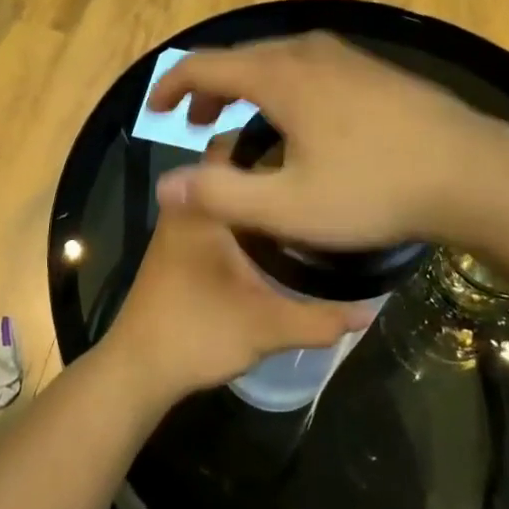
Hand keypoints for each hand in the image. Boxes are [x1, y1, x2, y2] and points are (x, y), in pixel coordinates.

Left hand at [105, 139, 374, 399]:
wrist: (140, 369)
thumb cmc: (197, 333)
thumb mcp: (265, 327)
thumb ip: (318, 318)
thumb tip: (369, 311)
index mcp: (203, 206)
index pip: (234, 144)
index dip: (273, 139)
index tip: (312, 146)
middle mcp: (188, 204)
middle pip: (232, 166)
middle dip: (271, 165)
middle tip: (317, 173)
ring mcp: (181, 224)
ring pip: (225, 191)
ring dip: (257, 191)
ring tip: (305, 196)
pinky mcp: (182, 244)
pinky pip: (218, 211)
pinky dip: (244, 212)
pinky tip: (278, 231)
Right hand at [148, 33, 508, 261]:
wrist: (472, 171)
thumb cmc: (376, 189)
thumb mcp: (290, 207)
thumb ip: (221, 195)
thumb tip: (164, 186)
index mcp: (279, 75)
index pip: (204, 65)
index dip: (171, 86)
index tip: (153, 111)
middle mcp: (307, 50)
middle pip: (239, 58)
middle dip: (208, 88)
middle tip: (194, 123)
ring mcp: (344, 54)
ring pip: (275, 60)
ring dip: (245, 86)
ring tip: (238, 122)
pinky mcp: (371, 67)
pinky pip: (306, 65)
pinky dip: (280, 85)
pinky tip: (297, 119)